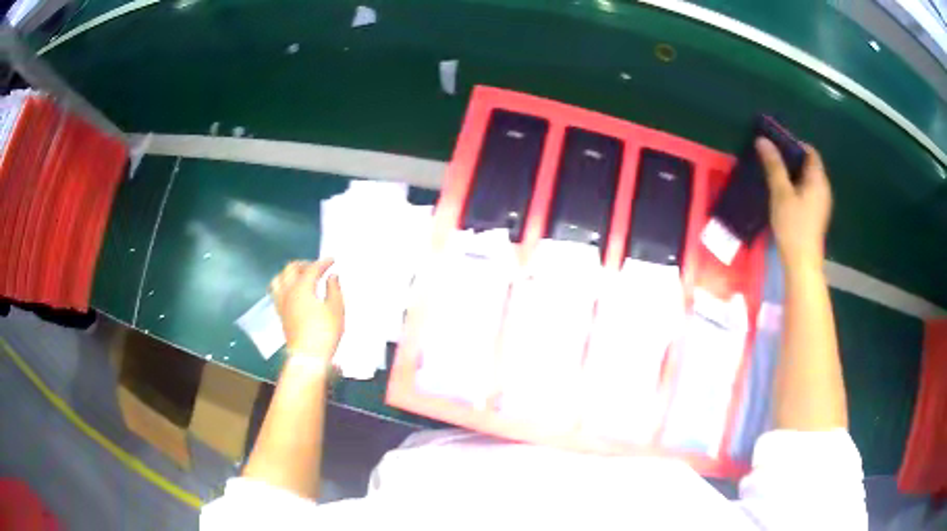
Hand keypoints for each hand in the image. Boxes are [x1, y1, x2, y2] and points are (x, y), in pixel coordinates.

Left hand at [269, 259, 343, 360]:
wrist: (308, 356)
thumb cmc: (324, 333)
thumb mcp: (336, 309)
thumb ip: (334, 289)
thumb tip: (331, 278)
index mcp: (302, 287)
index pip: (312, 268)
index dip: (323, 262)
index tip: (331, 261)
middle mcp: (289, 292)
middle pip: (291, 269)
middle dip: (304, 264)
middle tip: (315, 267)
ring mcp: (282, 303)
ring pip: (279, 279)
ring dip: (289, 274)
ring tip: (299, 277)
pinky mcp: (280, 315)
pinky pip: (277, 293)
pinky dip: (284, 287)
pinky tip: (292, 293)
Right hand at [757, 138, 832, 271]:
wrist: (802, 264)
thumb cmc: (793, 226)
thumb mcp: (781, 193)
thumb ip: (773, 165)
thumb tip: (763, 140)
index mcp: (818, 179)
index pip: (810, 151)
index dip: (794, 144)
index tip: (776, 145)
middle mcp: (823, 188)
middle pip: (809, 165)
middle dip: (791, 159)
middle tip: (771, 159)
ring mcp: (821, 204)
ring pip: (807, 180)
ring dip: (792, 174)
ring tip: (773, 175)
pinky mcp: (816, 215)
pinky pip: (806, 192)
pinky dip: (795, 187)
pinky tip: (782, 194)